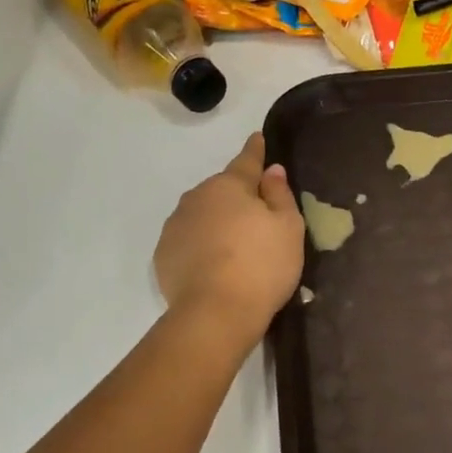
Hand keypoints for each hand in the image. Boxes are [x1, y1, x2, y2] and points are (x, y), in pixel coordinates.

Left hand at [154, 132, 305, 340]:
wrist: (215, 313)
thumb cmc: (261, 266)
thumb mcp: (288, 228)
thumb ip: (280, 194)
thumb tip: (271, 170)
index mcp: (229, 186)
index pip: (246, 161)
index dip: (256, 151)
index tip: (258, 138)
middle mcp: (197, 197)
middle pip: (222, 191)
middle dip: (236, 197)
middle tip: (256, 218)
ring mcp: (176, 226)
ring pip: (202, 215)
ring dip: (216, 222)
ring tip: (233, 248)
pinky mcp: (163, 255)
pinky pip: (188, 240)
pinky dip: (200, 246)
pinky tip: (213, 266)